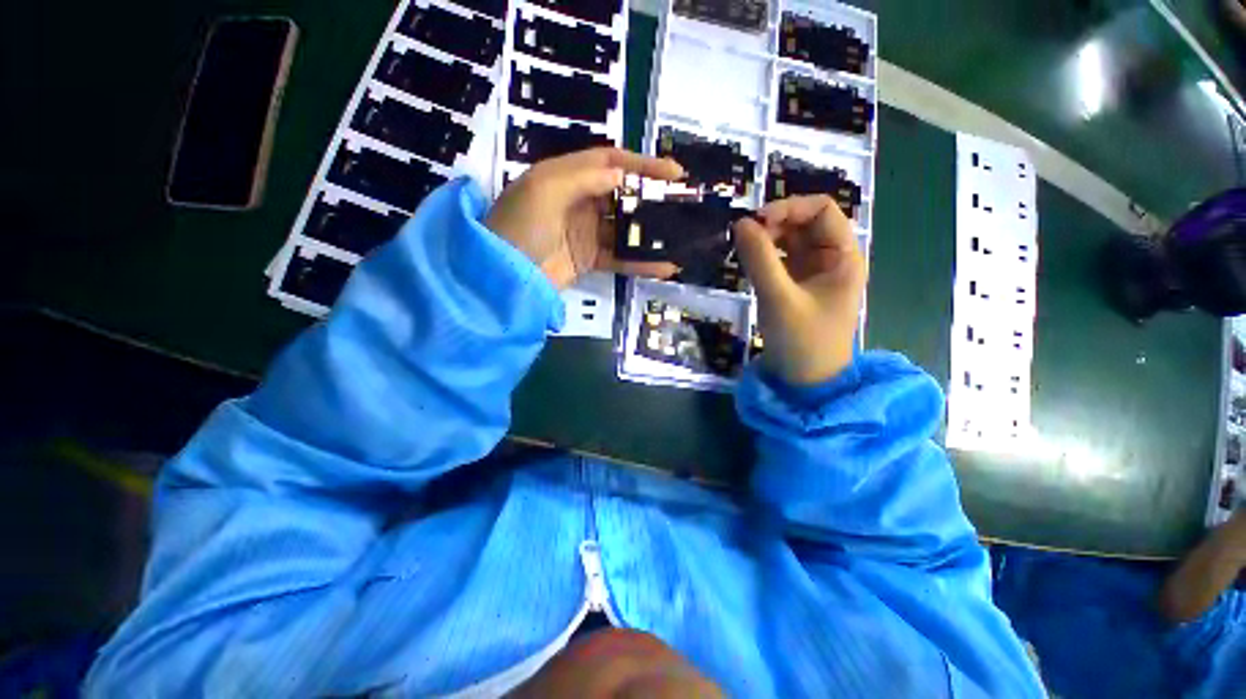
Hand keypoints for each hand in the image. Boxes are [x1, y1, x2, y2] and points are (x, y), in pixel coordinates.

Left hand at [485, 148, 684, 288]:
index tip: (674, 173)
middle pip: (623, 195)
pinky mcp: (589, 260)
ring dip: (652, 233)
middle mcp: (579, 201)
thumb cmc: (520, 224)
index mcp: (566, 176)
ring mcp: (586, 233)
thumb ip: (585, 177)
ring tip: (681, 236)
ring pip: (626, 229)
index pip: (610, 162)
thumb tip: (622, 176)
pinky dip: (642, 263)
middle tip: (682, 205)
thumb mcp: (545, 189)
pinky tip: (665, 267)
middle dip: (652, 199)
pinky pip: (621, 258)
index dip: (642, 165)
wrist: (503, 276)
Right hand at [733, 195, 866, 385]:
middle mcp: (831, 258)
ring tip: (742, 250)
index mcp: (843, 256)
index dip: (789, 208)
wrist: (805, 381)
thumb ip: (760, 260)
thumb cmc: (803, 341)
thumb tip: (740, 223)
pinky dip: (763, 257)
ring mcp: (813, 273)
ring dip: (766, 239)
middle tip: (743, 237)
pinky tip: (748, 263)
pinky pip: (780, 260)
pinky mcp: (796, 286)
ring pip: (789, 241)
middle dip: (774, 223)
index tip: (756, 222)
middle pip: (803, 223)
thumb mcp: (780, 298)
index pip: (821, 210)